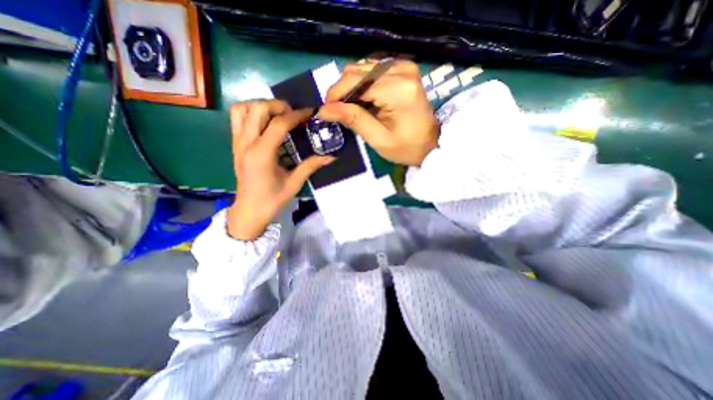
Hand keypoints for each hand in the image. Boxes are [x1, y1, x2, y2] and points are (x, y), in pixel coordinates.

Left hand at [227, 101, 336, 240]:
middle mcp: (246, 144)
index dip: (296, 115)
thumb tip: (331, 157)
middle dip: (278, 106)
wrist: (249, 210)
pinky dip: (251, 112)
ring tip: (278, 115)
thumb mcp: (294, 183)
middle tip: (294, 114)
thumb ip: (311, 166)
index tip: (310, 113)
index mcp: (262, 155)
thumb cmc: (272, 200)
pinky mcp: (235, 144)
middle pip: (257, 109)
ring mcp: (237, 142)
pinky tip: (266, 122)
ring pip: (242, 109)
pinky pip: (237, 118)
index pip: (279, 124)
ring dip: (261, 106)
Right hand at [318, 59, 440, 165]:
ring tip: (353, 109)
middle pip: (357, 71)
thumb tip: (324, 109)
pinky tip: (365, 101)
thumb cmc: (406, 147)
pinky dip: (363, 85)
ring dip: (352, 88)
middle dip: (342, 92)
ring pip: (362, 68)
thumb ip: (353, 120)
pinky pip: (373, 70)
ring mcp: (404, 66)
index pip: (355, 81)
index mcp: (397, 88)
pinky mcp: (404, 69)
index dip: (335, 95)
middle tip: (339, 113)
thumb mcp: (378, 139)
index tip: (326, 112)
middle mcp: (401, 69)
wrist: (431, 144)